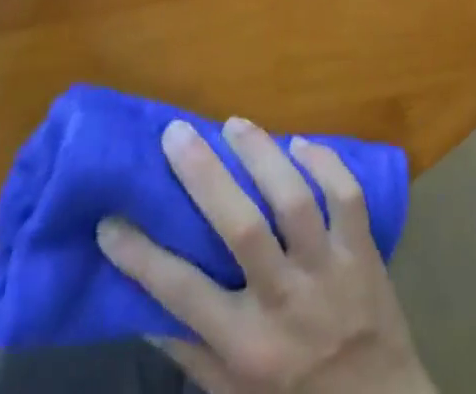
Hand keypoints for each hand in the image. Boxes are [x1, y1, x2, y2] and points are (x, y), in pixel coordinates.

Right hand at [96, 118, 435, 393]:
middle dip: (205, 176)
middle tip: (176, 134)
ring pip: (296, 201)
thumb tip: (141, 305)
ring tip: (234, 125)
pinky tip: (299, 143)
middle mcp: (285, 303)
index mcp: (245, 346)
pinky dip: (326, 162)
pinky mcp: (364, 251)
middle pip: (243, 228)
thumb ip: (190, 350)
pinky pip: (348, 196)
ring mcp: (329, 272)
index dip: (142, 256)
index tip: (110, 219)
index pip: (183, 295)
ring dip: (263, 156)